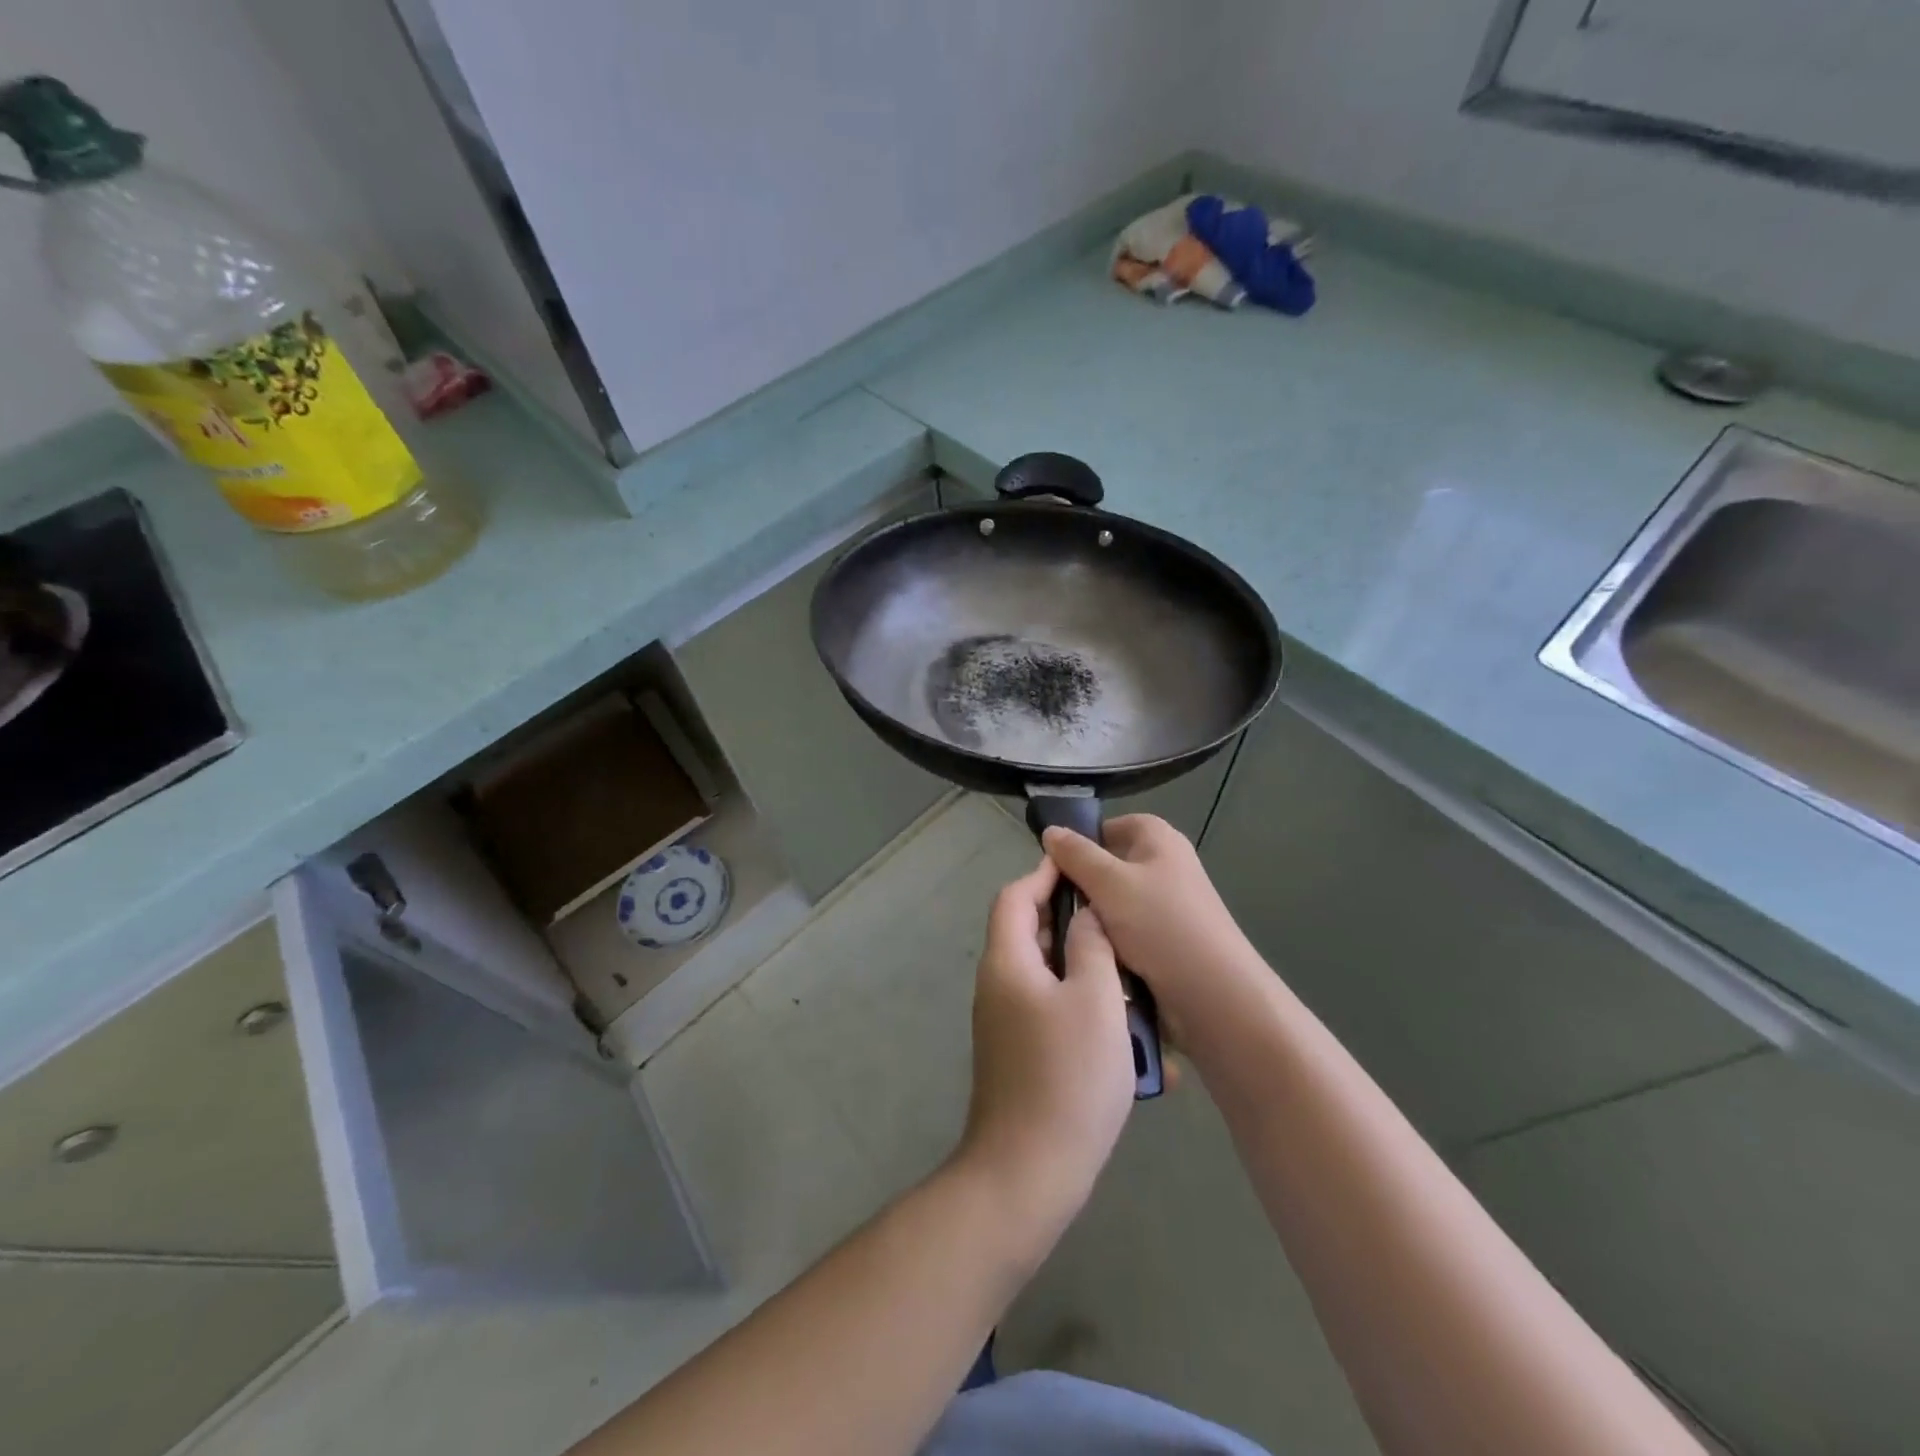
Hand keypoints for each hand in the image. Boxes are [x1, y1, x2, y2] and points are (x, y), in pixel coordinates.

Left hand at [955, 855, 1135, 1248]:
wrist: (1028, 1173)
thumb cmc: (1067, 1077)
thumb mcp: (1095, 1000)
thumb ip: (1092, 947)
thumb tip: (1086, 915)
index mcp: (1007, 962)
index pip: (1015, 897)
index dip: (1045, 876)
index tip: (1081, 867)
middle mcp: (999, 986)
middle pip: (1031, 935)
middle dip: (1074, 925)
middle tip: (1119, 925)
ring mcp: (1007, 1024)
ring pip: (1049, 977)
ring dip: (1088, 973)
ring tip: (1134, 980)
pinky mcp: (1021, 1055)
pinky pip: (1053, 1013)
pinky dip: (1085, 1011)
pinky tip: (1126, 1036)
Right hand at [1041, 815, 1264, 1041]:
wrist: (1214, 994)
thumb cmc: (1161, 924)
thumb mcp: (1108, 882)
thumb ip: (1076, 855)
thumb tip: (1050, 830)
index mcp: (1158, 838)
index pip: (1109, 826)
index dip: (1080, 844)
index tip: (1054, 869)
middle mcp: (1166, 864)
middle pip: (1109, 866)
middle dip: (1083, 885)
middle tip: (1053, 905)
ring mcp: (1168, 904)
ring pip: (1114, 903)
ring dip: (1094, 918)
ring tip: (1067, 935)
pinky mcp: (1168, 939)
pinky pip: (1127, 932)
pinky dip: (1111, 941)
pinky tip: (1091, 955)